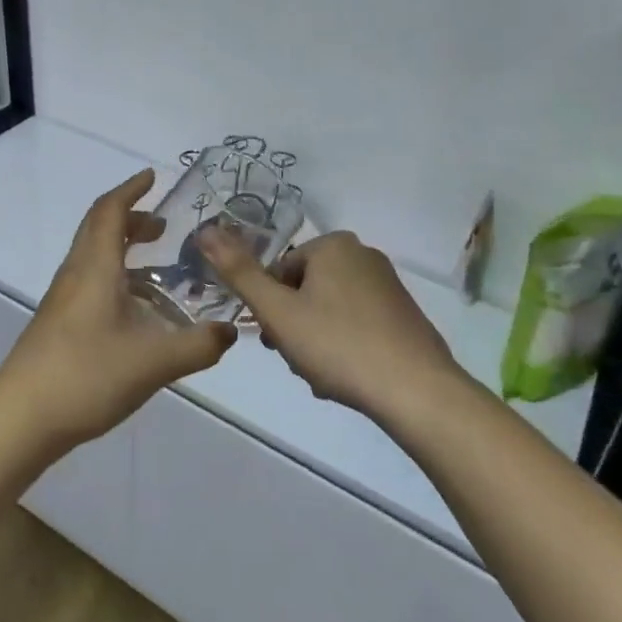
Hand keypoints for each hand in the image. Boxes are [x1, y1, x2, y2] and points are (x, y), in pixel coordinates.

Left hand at [0, 170, 236, 457]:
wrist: (20, 419)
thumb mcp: (154, 362)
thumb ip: (198, 346)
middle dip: (131, 218)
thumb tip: (230, 332)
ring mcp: (62, 300)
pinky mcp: (58, 324)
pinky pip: (90, 283)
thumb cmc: (86, 376)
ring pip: (93, 257)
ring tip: (159, 269)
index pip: (110, 211)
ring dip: (123, 250)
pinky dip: (116, 279)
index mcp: (95, 268)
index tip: (152, 176)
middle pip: (99, 229)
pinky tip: (138, 313)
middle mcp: (76, 275)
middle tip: (164, 226)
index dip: (131, 189)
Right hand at [199, 229, 462, 425]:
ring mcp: (388, 285)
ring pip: (329, 310)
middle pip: (304, 290)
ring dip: (316, 341)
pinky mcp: (404, 314)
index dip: (270, 309)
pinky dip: (345, 347)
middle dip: (294, 326)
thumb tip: (205, 231)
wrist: (416, 390)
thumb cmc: (338, 345)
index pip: (279, 272)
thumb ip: (239, 273)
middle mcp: (363, 254)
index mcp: (333, 245)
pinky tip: (347, 377)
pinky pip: (357, 324)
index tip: (274, 341)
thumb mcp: (278, 312)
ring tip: (323, 375)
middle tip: (299, 361)